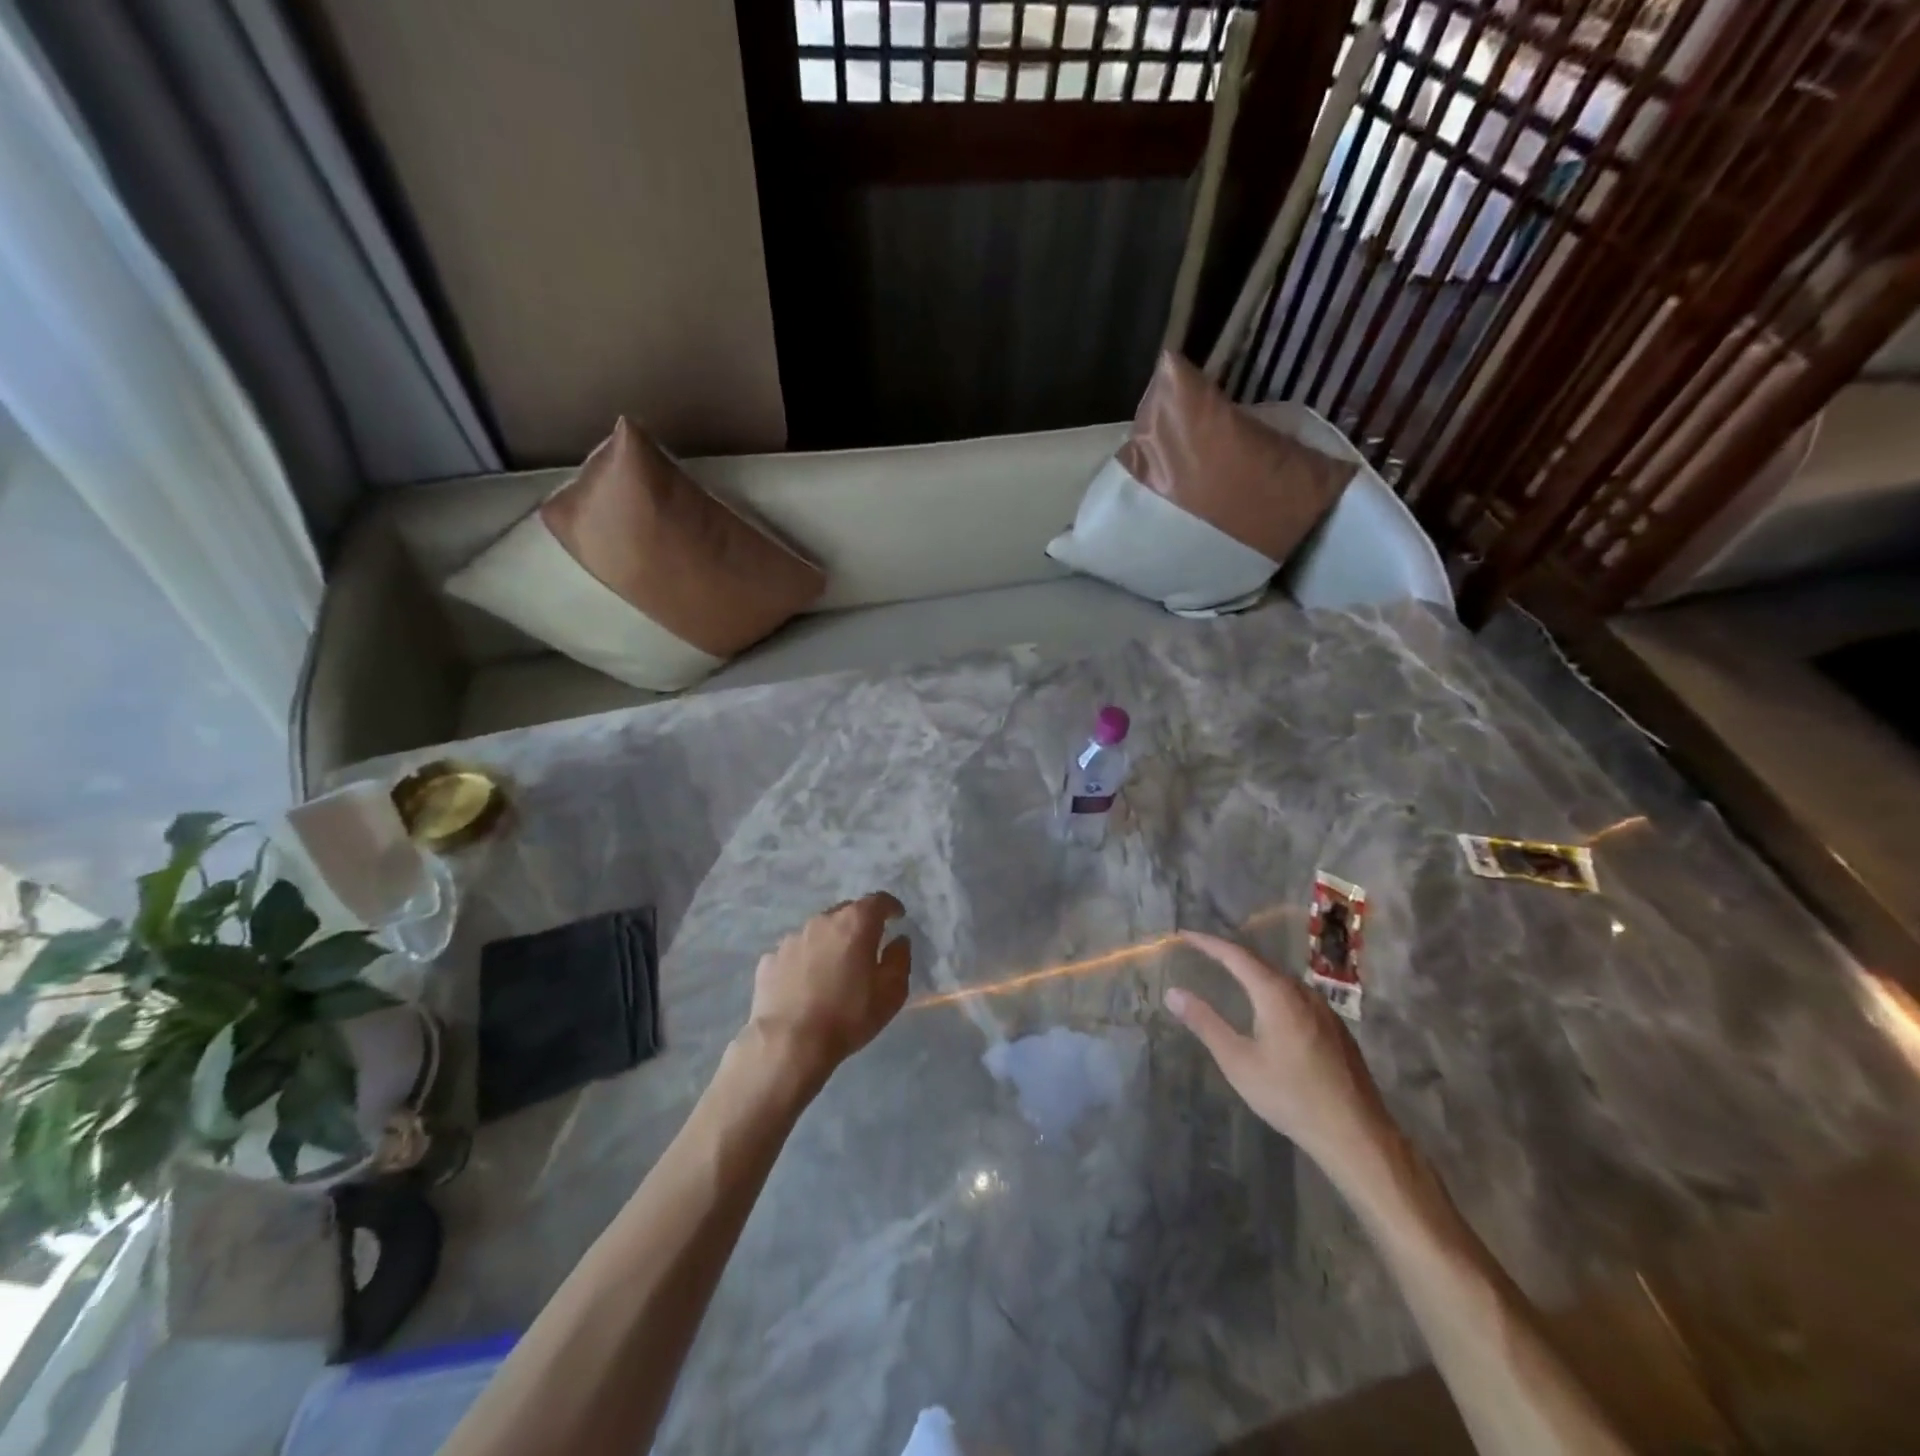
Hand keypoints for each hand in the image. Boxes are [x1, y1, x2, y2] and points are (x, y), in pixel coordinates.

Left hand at [746, 893, 910, 1080]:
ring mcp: (792, 939)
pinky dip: (805, 961)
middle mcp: (822, 921)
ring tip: (834, 968)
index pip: (878, 901)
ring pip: (818, 931)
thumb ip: (900, 959)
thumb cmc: (848, 1016)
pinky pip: (795, 953)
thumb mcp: (891, 993)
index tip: (897, 917)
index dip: (891, 907)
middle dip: (859, 924)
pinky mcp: (770, 959)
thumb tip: (899, 941)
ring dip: (830, 942)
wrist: (788, 1044)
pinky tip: (805, 984)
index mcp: (855, 923)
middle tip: (867, 946)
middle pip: (846, 912)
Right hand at [1166, 931, 1397, 1186]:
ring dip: (1253, 973)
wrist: (1357, 1134)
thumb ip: (1205, 1023)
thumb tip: (1173, 993)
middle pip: (1260, 963)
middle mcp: (1302, 992)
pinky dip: (1272, 990)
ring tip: (1230, 975)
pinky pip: (1296, 996)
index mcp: (1276, 994)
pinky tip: (1268, 1009)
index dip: (1208, 942)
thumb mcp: (1238, 1062)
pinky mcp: (1336, 1028)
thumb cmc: (1290, 1096)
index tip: (1184, 935)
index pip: (1235, 955)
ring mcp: (1324, 1010)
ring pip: (1281, 980)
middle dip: (1229, 954)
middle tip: (1202, 952)